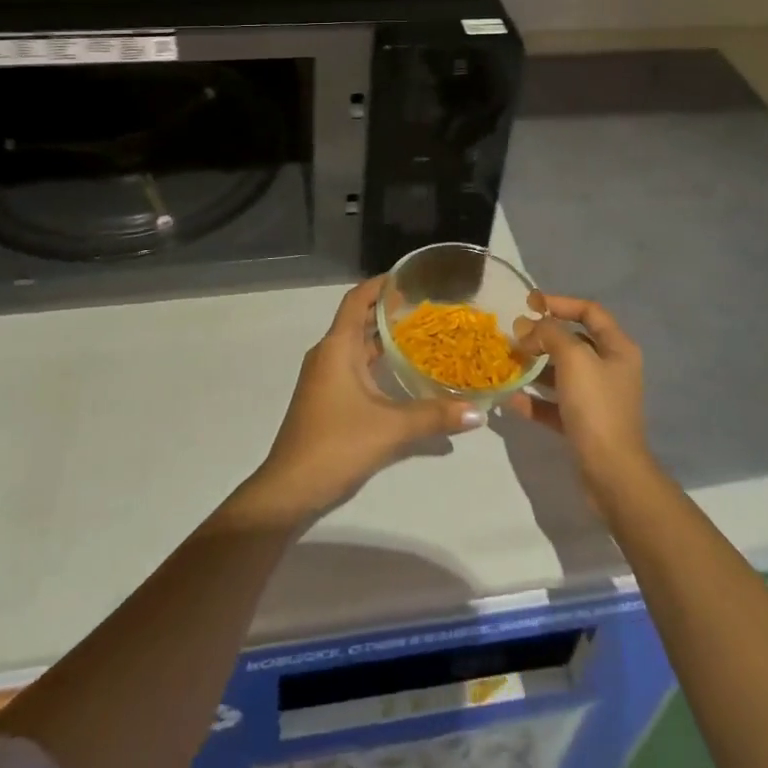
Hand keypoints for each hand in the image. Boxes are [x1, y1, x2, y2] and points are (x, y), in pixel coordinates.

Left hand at [231, 277, 483, 527]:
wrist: (289, 490)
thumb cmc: (336, 445)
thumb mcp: (390, 430)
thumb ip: (434, 417)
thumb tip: (477, 412)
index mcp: (337, 347)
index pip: (358, 299)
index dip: (380, 284)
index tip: (410, 276)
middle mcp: (328, 354)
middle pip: (359, 319)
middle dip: (389, 310)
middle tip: (427, 306)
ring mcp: (324, 377)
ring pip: (357, 346)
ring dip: (384, 338)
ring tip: (422, 335)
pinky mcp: (326, 399)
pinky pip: (355, 366)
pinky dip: (377, 362)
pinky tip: (403, 375)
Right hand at [509, 295, 653, 498]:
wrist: (611, 473)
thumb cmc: (596, 406)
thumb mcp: (573, 358)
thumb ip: (549, 334)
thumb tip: (528, 327)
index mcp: (617, 348)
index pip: (589, 311)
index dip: (560, 302)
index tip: (529, 304)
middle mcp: (610, 369)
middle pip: (573, 341)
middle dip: (542, 336)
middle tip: (513, 336)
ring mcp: (597, 398)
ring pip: (561, 373)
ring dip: (535, 367)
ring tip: (508, 363)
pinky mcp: (583, 424)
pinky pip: (554, 404)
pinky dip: (534, 400)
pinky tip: (510, 399)